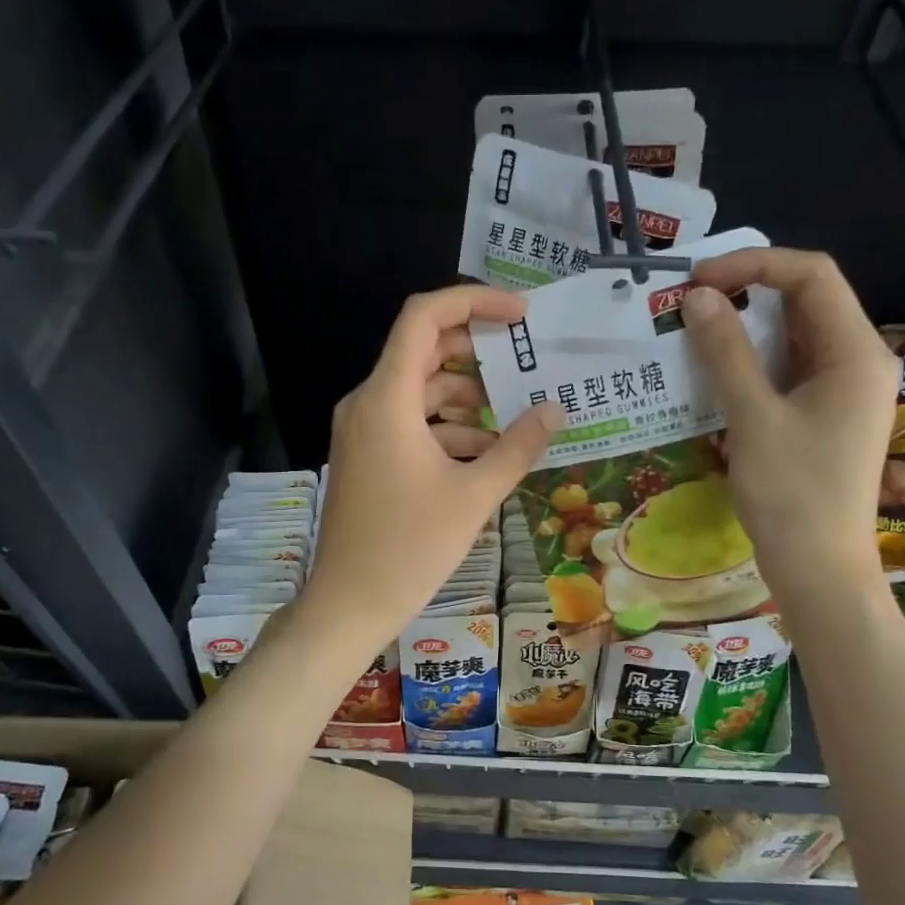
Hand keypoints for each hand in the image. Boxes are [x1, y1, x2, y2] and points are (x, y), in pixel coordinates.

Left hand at [303, 285, 562, 651]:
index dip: (473, 302)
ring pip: (419, 391)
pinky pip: (409, 423)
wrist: (350, 603)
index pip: (424, 317)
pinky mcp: (365, 456)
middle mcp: (367, 403)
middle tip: (524, 364)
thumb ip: (518, 446)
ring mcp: (362, 431)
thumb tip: (555, 409)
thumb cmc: (410, 547)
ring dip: (466, 399)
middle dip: (477, 353)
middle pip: (423, 351)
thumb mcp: (474, 494)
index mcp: (386, 398)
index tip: (519, 316)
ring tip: (514, 419)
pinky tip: (485, 455)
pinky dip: (446, 429)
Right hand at [681, 249, 897, 593]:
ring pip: (793, 336)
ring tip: (693, 332)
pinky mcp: (826, 414)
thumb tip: (697, 297)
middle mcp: (859, 360)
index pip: (811, 275)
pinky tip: (714, 371)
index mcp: (856, 352)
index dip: (754, 264)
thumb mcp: (753, 417)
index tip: (698, 280)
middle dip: (746, 292)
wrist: (818, 569)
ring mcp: (844, 390)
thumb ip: (725, 352)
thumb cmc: (791, 494)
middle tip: (688, 304)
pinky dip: (752, 362)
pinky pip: (789, 370)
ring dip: (745, 328)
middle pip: (805, 301)